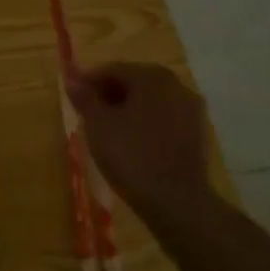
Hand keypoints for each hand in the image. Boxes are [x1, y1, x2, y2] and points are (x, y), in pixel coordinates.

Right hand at [66, 63, 210, 221]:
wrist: (176, 201)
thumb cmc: (131, 155)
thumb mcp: (98, 124)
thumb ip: (85, 97)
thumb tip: (71, 78)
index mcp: (151, 77)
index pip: (112, 69)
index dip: (88, 80)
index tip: (72, 94)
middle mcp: (176, 85)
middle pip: (134, 82)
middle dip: (109, 93)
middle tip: (87, 111)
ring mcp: (191, 110)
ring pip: (150, 100)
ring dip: (127, 108)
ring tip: (106, 128)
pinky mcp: (198, 134)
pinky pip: (164, 118)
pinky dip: (145, 122)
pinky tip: (131, 141)